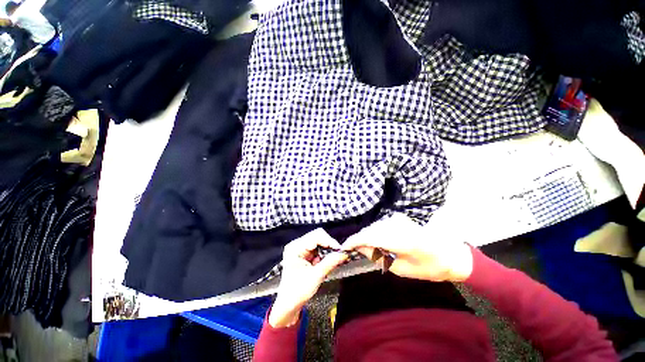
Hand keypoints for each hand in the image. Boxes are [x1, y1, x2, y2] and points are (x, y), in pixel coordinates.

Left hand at [269, 229, 348, 327]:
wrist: (288, 305)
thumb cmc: (298, 292)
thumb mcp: (316, 277)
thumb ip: (330, 263)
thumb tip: (344, 254)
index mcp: (296, 247)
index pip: (316, 236)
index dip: (329, 241)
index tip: (340, 251)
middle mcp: (296, 244)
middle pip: (317, 236)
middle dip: (328, 245)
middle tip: (337, 256)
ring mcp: (299, 248)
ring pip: (318, 241)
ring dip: (326, 250)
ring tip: (329, 262)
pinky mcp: (303, 253)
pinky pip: (316, 248)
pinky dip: (322, 254)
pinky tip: (322, 264)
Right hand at [342, 213, 472, 281]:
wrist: (450, 254)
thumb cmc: (429, 267)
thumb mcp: (401, 269)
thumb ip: (378, 257)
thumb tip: (360, 249)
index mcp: (401, 240)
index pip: (370, 236)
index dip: (354, 240)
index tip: (344, 246)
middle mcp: (398, 225)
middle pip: (370, 230)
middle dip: (359, 239)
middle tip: (352, 250)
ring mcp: (399, 220)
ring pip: (375, 227)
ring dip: (367, 236)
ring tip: (363, 248)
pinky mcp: (400, 219)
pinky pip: (381, 225)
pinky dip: (375, 233)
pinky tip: (375, 242)